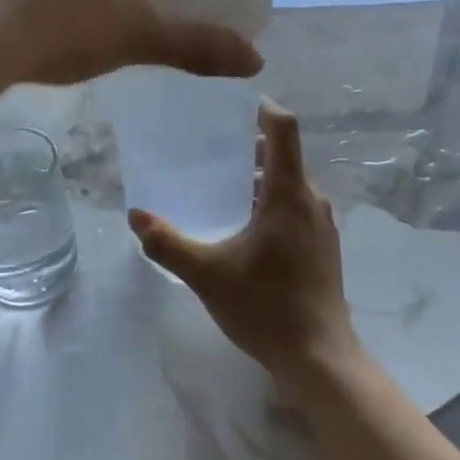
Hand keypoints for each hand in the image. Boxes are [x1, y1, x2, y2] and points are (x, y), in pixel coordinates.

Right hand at [128, 100, 358, 387]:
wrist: (319, 357)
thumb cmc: (265, 307)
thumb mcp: (207, 274)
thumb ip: (168, 244)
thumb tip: (136, 216)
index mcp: (289, 194)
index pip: (284, 129)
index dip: (262, 108)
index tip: (234, 103)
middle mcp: (312, 200)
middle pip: (284, 156)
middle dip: (249, 148)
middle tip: (211, 149)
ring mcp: (322, 225)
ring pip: (289, 185)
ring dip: (259, 179)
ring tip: (221, 187)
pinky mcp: (323, 248)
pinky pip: (296, 208)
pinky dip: (270, 203)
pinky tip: (244, 229)